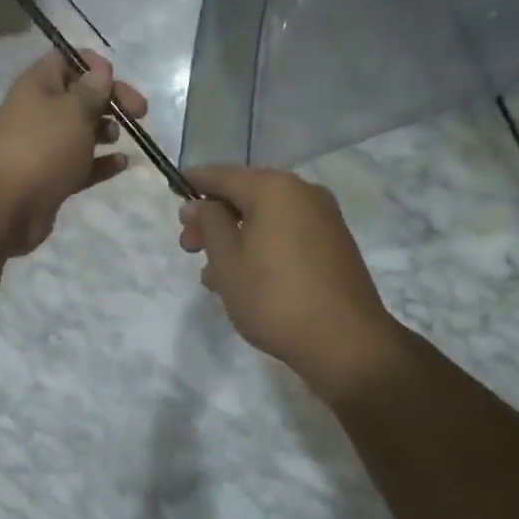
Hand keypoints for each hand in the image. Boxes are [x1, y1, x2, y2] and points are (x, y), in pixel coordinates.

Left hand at [0, 50, 148, 256]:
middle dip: (109, 100)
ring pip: (80, 131)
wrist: (4, 206)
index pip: (65, 60)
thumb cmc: (42, 147)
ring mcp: (43, 147)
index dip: (92, 64)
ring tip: (117, 138)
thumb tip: (100, 72)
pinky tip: (123, 164)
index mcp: (38, 85)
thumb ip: (92, 91)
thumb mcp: (73, 110)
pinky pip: (81, 164)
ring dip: (104, 130)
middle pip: (79, 97)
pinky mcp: (50, 177)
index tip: (115, 78)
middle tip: (140, 112)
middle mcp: (38, 111)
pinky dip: (101, 163)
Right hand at [178, 166, 407, 400]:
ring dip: (235, 235)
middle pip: (245, 193)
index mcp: (274, 188)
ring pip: (265, 216)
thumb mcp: (226, 260)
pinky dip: (260, 244)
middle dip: (213, 217)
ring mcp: (323, 218)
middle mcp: (302, 192)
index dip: (193, 183)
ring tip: (213, 273)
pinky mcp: (333, 244)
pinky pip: (285, 232)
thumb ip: (209, 223)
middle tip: (188, 247)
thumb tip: (200, 203)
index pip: (222, 175)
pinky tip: (244, 277)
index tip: (172, 194)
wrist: (346, 343)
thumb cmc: (274, 297)